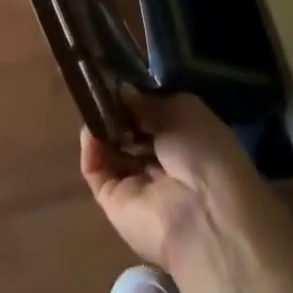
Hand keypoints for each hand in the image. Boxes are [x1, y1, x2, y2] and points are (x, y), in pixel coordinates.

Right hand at [80, 91, 266, 268]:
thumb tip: (122, 90)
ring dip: (101, 127)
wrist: (203, 215)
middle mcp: (161, 160)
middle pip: (130, 131)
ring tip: (90, 103)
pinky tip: (88, 128)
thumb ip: (147, 101)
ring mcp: (137, 183)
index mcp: (185, 138)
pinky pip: (97, 172)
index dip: (137, 96)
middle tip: (99, 87)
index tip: (118, 77)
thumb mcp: (181, 111)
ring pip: (111, 150)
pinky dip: (90, 150)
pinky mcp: (114, 203)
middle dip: (116, 110)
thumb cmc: (203, 152)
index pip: (154, 114)